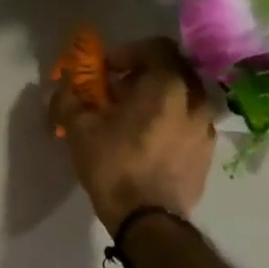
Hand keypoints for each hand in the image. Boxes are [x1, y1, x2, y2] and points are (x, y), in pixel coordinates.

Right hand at [49, 35, 216, 231]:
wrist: (148, 221)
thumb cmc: (113, 166)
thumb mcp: (79, 130)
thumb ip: (68, 99)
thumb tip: (60, 87)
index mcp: (167, 86)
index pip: (156, 47)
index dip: (128, 52)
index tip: (107, 70)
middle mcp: (195, 100)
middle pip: (174, 71)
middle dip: (146, 74)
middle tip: (120, 92)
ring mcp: (206, 128)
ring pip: (185, 99)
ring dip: (162, 100)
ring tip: (136, 119)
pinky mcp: (208, 153)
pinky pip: (191, 124)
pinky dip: (173, 123)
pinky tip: (151, 143)